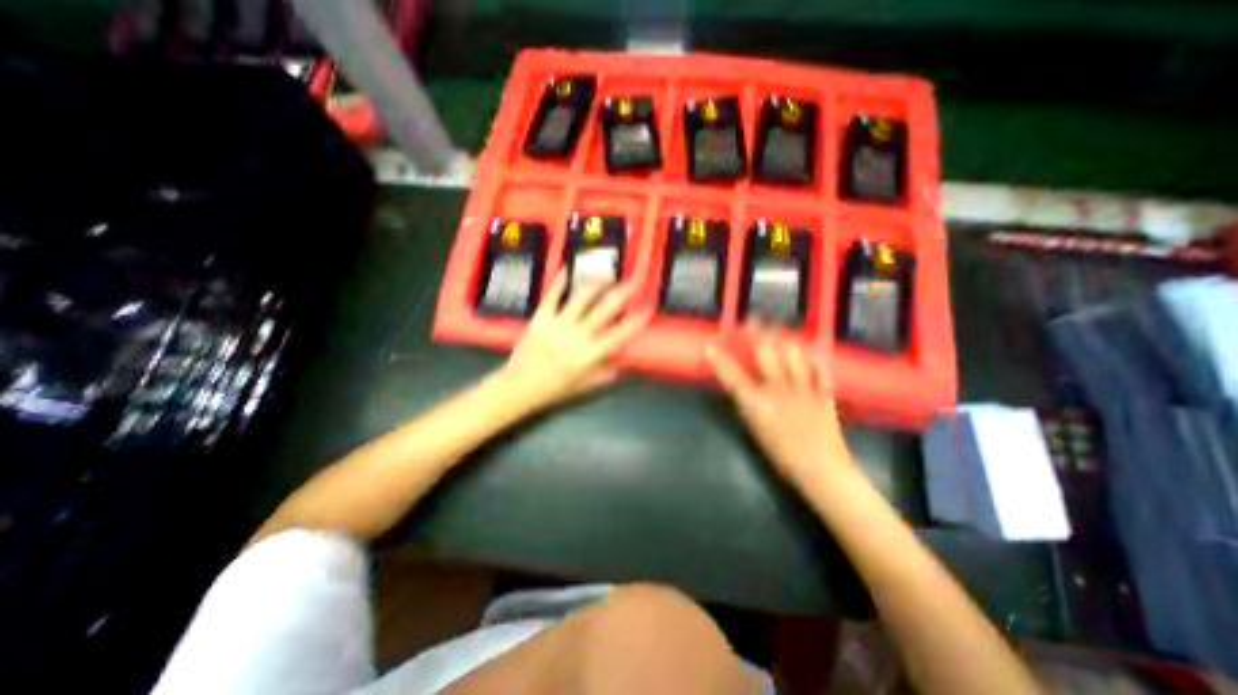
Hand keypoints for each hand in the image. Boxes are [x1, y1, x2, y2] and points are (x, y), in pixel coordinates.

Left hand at [497, 272, 651, 412]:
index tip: (647, 309)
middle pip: (604, 310)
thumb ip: (605, 375)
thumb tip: (623, 365)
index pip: (619, 335)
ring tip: (607, 274)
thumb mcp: (585, 386)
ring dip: (596, 283)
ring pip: (581, 298)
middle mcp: (577, 336)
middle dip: (621, 294)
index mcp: (590, 355)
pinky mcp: (541, 317)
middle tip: (632, 282)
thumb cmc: (554, 388)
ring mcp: (558, 324)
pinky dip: (561, 280)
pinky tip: (570, 268)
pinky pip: (553, 295)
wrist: (520, 386)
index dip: (635, 321)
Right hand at [706, 328, 850, 484]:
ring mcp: (803, 390)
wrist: (821, 470)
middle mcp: (778, 392)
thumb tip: (743, 386)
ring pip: (793, 354)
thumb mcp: (756, 430)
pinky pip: (820, 367)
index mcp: (757, 405)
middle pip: (766, 355)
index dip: (719, 361)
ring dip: (785, 340)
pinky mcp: (824, 392)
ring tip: (780, 331)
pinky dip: (814, 356)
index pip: (732, 378)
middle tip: (753, 320)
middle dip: (758, 333)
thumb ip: (749, 404)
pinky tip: (809, 347)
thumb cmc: (782, 454)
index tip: (709, 346)